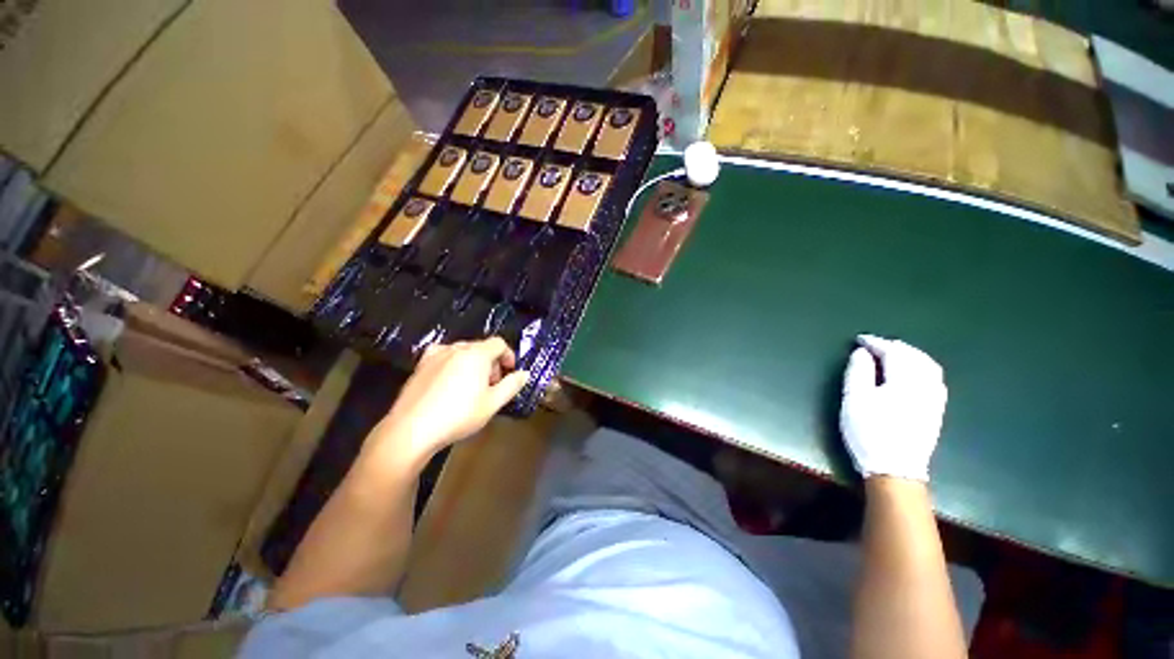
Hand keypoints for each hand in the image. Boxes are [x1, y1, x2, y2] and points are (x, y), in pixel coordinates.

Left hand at [370, 338, 528, 463]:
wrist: (411, 429)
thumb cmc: (458, 415)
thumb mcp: (492, 403)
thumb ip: (512, 385)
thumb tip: (524, 373)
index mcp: (476, 354)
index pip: (499, 343)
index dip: (508, 355)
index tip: (510, 372)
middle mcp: (456, 348)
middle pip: (481, 347)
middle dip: (492, 362)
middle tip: (492, 385)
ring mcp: (436, 355)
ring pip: (463, 351)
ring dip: (473, 363)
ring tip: (472, 386)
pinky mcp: (421, 365)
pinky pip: (444, 356)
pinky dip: (453, 364)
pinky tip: (450, 381)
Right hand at [840, 334, 946, 481]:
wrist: (895, 468)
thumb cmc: (870, 431)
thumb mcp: (854, 399)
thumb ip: (858, 372)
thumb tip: (863, 352)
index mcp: (904, 381)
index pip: (893, 352)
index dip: (876, 343)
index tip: (860, 339)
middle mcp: (925, 385)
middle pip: (915, 356)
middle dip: (895, 346)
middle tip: (875, 344)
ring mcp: (935, 399)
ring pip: (929, 366)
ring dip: (911, 355)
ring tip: (894, 354)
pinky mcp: (936, 411)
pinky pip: (935, 379)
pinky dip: (923, 367)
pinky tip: (914, 373)